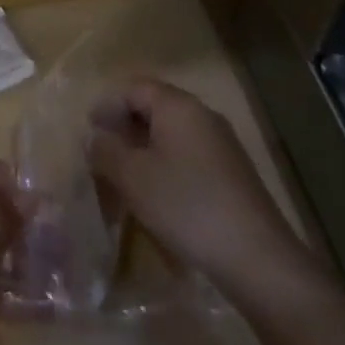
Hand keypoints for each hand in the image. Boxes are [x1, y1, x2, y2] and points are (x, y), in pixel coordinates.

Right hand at [87, 79, 329, 305]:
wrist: (255, 256)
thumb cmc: (185, 205)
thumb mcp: (133, 177)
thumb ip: (106, 150)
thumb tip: (94, 137)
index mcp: (178, 106)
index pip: (134, 88)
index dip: (107, 105)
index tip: (88, 130)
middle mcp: (202, 115)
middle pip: (154, 107)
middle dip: (124, 126)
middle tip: (101, 152)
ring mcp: (221, 143)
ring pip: (171, 133)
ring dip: (143, 147)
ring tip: (123, 175)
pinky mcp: (231, 171)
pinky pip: (188, 154)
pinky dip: (164, 163)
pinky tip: (155, 192)